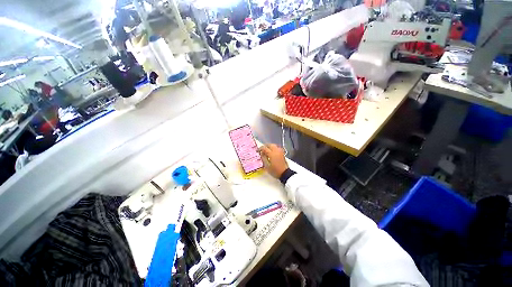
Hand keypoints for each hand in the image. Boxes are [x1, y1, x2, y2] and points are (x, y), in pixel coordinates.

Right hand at [259, 144, 287, 178]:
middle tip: (261, 149)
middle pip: (270, 145)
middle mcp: (276, 151)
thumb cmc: (275, 171)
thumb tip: (261, 153)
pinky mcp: (282, 153)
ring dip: (269, 146)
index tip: (257, 151)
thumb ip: (263, 158)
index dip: (260, 149)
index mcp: (271, 154)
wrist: (285, 173)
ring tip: (266, 150)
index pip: (264, 148)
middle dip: (265, 146)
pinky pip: (277, 148)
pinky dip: (273, 148)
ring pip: (274, 145)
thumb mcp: (267, 166)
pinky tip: (271, 152)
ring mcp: (280, 151)